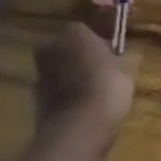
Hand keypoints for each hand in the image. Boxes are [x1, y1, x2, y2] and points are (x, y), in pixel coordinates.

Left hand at [34, 22, 133, 154]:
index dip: (102, 47)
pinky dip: (65, 98)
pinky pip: (55, 92)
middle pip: (70, 50)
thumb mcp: (126, 70)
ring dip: (72, 79)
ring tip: (92, 97)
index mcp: (75, 31)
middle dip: (82, 61)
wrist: (77, 128)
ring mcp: (40, 72)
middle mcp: (52, 46)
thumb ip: (122, 59)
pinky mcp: (34, 98)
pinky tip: (80, 111)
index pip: (89, 32)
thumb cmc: (107, 88)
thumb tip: (123, 56)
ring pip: (60, 71)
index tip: (113, 61)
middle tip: (102, 77)